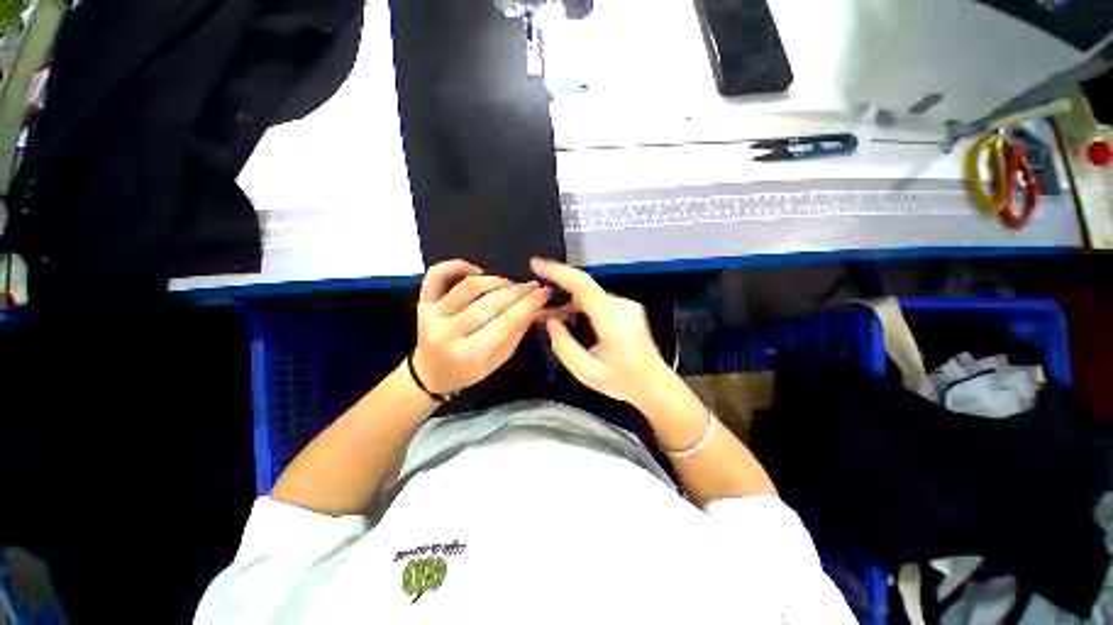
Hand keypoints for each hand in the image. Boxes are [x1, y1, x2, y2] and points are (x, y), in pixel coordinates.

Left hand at [413, 260, 550, 395]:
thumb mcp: (498, 360)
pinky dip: (456, 265)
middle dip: (518, 291)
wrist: (431, 373)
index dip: (529, 304)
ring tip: (510, 285)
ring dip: (495, 281)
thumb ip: (517, 333)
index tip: (544, 292)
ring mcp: (432, 315)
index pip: (506, 321)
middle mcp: (448, 332)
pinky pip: (436, 275)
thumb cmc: (468, 371)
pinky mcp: (422, 303)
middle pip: (490, 303)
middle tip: (533, 286)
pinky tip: (476, 270)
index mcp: (469, 353)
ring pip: (468, 286)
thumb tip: (536, 307)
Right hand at [532, 258, 672, 407]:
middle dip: (558, 294)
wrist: (655, 385)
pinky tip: (571, 323)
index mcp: (613, 320)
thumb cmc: (623, 382)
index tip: (536, 264)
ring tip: (551, 320)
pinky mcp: (627, 309)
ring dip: (569, 305)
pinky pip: (598, 302)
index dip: (558, 272)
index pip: (584, 286)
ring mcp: (627, 306)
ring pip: (590, 297)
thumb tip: (550, 321)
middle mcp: (622, 306)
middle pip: (584, 291)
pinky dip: (581, 308)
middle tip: (537, 310)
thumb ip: (564, 346)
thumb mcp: (587, 373)